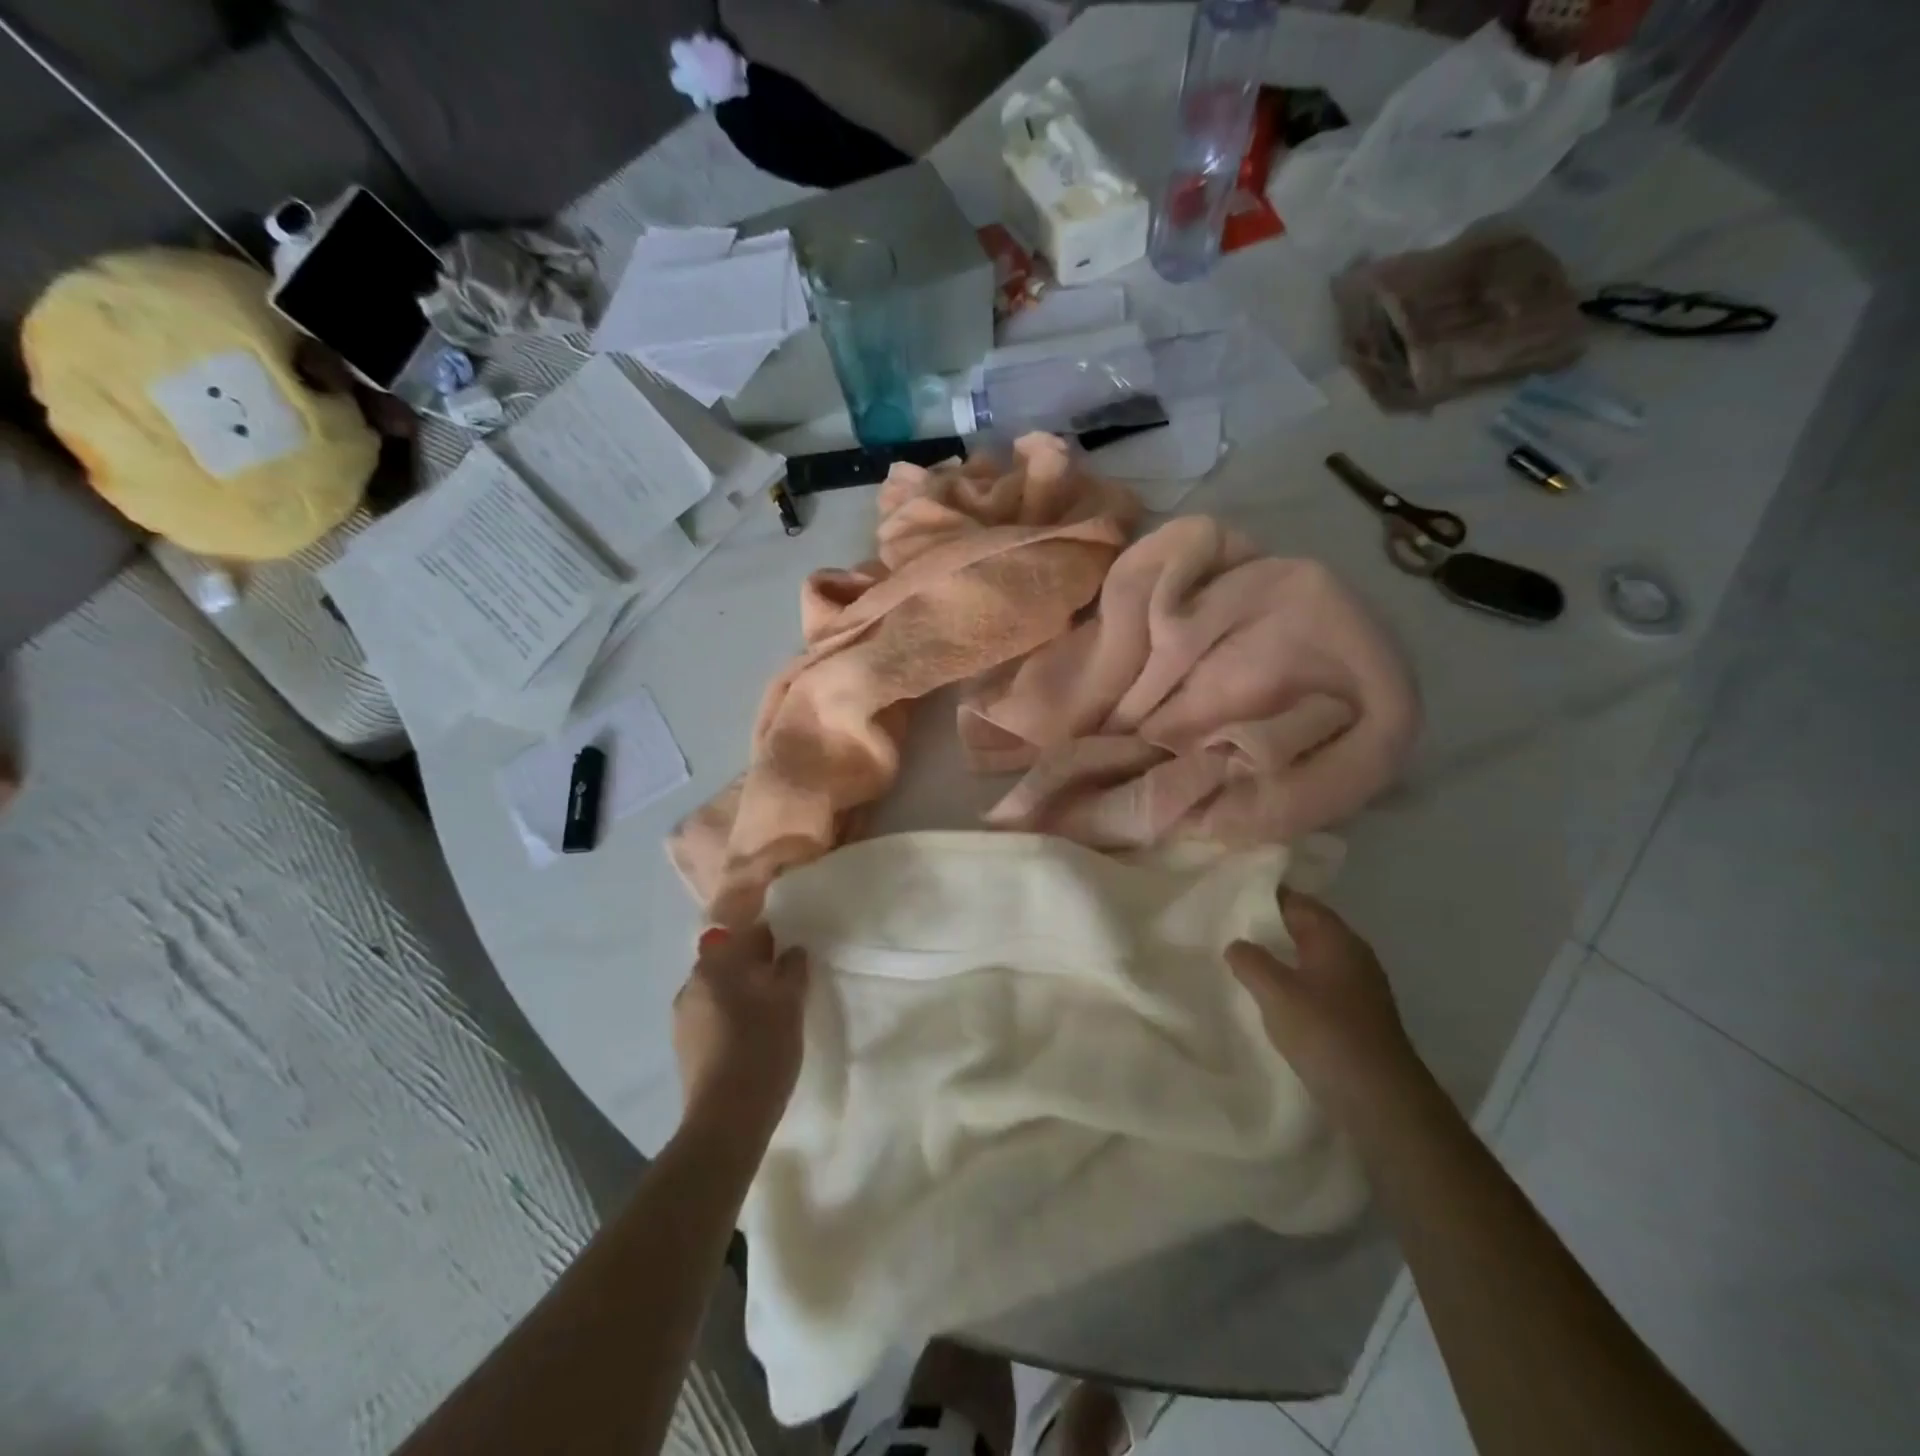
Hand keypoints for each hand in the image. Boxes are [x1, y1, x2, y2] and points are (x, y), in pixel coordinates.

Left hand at [672, 923, 808, 1142]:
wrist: (726, 1121)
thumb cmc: (761, 1049)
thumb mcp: (790, 1002)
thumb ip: (793, 967)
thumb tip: (792, 950)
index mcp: (714, 965)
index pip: (746, 933)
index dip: (773, 939)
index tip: (792, 955)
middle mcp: (691, 984)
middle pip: (731, 961)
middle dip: (757, 968)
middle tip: (786, 985)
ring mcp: (682, 1018)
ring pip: (721, 990)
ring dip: (744, 994)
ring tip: (772, 1014)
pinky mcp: (684, 1048)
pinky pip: (713, 1017)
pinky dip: (732, 1018)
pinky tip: (752, 1038)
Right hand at [1226, 890, 1423, 1124]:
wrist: (1379, 1099)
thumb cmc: (1325, 1033)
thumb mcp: (1275, 992)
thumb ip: (1250, 961)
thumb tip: (1237, 943)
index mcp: (1335, 938)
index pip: (1296, 901)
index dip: (1263, 895)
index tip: (1229, 895)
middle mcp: (1352, 954)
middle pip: (1306, 927)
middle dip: (1270, 926)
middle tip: (1227, 926)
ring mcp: (1358, 986)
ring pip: (1312, 957)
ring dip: (1281, 957)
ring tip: (1242, 961)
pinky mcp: (1357, 1016)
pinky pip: (1318, 984)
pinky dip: (1294, 983)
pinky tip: (1270, 997)